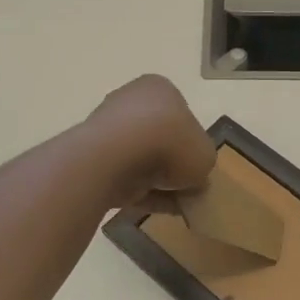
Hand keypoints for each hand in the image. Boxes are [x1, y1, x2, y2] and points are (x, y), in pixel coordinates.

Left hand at [85, 75, 216, 206]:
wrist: (116, 157)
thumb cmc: (170, 142)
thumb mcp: (205, 155)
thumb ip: (201, 164)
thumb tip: (194, 179)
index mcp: (159, 89)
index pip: (181, 116)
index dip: (192, 144)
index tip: (198, 168)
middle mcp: (131, 102)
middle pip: (159, 138)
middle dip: (172, 165)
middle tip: (188, 188)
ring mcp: (108, 129)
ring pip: (141, 159)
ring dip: (158, 181)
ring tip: (177, 205)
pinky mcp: (93, 158)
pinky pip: (124, 176)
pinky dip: (142, 193)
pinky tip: (159, 210)